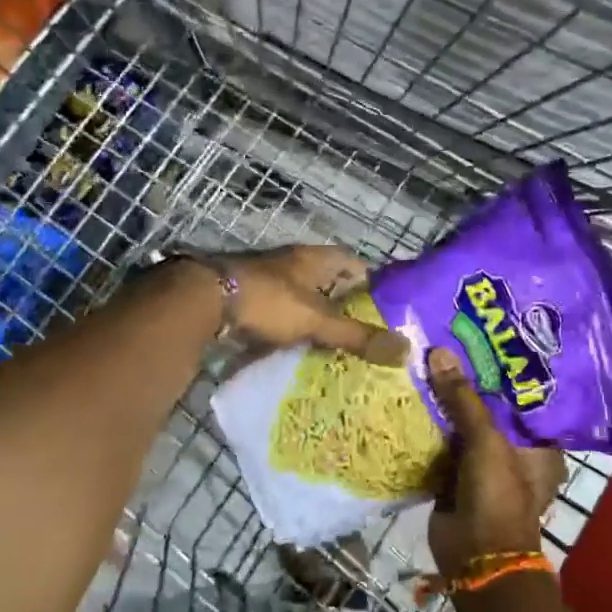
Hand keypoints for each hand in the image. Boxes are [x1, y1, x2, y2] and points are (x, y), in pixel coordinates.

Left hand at [220, 245, 408, 364]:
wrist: (205, 301)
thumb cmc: (269, 301)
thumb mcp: (317, 320)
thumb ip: (357, 336)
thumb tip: (405, 350)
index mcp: (314, 259)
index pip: (352, 262)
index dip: (370, 283)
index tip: (385, 309)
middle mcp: (292, 264)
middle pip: (327, 281)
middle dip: (344, 305)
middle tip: (363, 335)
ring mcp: (267, 280)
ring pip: (302, 298)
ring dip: (315, 318)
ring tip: (335, 348)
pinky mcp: (248, 299)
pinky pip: (278, 314)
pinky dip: (289, 330)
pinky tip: (297, 351)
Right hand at [425, 347, 566, 580]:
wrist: (475, 557)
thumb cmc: (497, 495)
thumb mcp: (486, 441)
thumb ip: (463, 397)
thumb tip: (439, 352)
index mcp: (538, 443)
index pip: (522, 395)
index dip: (503, 369)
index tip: (481, 336)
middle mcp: (514, 450)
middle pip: (489, 407)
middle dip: (467, 381)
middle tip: (446, 340)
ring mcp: (483, 464)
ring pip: (462, 424)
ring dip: (445, 401)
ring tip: (425, 356)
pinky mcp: (455, 476)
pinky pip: (442, 443)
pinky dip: (430, 425)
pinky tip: (412, 394)